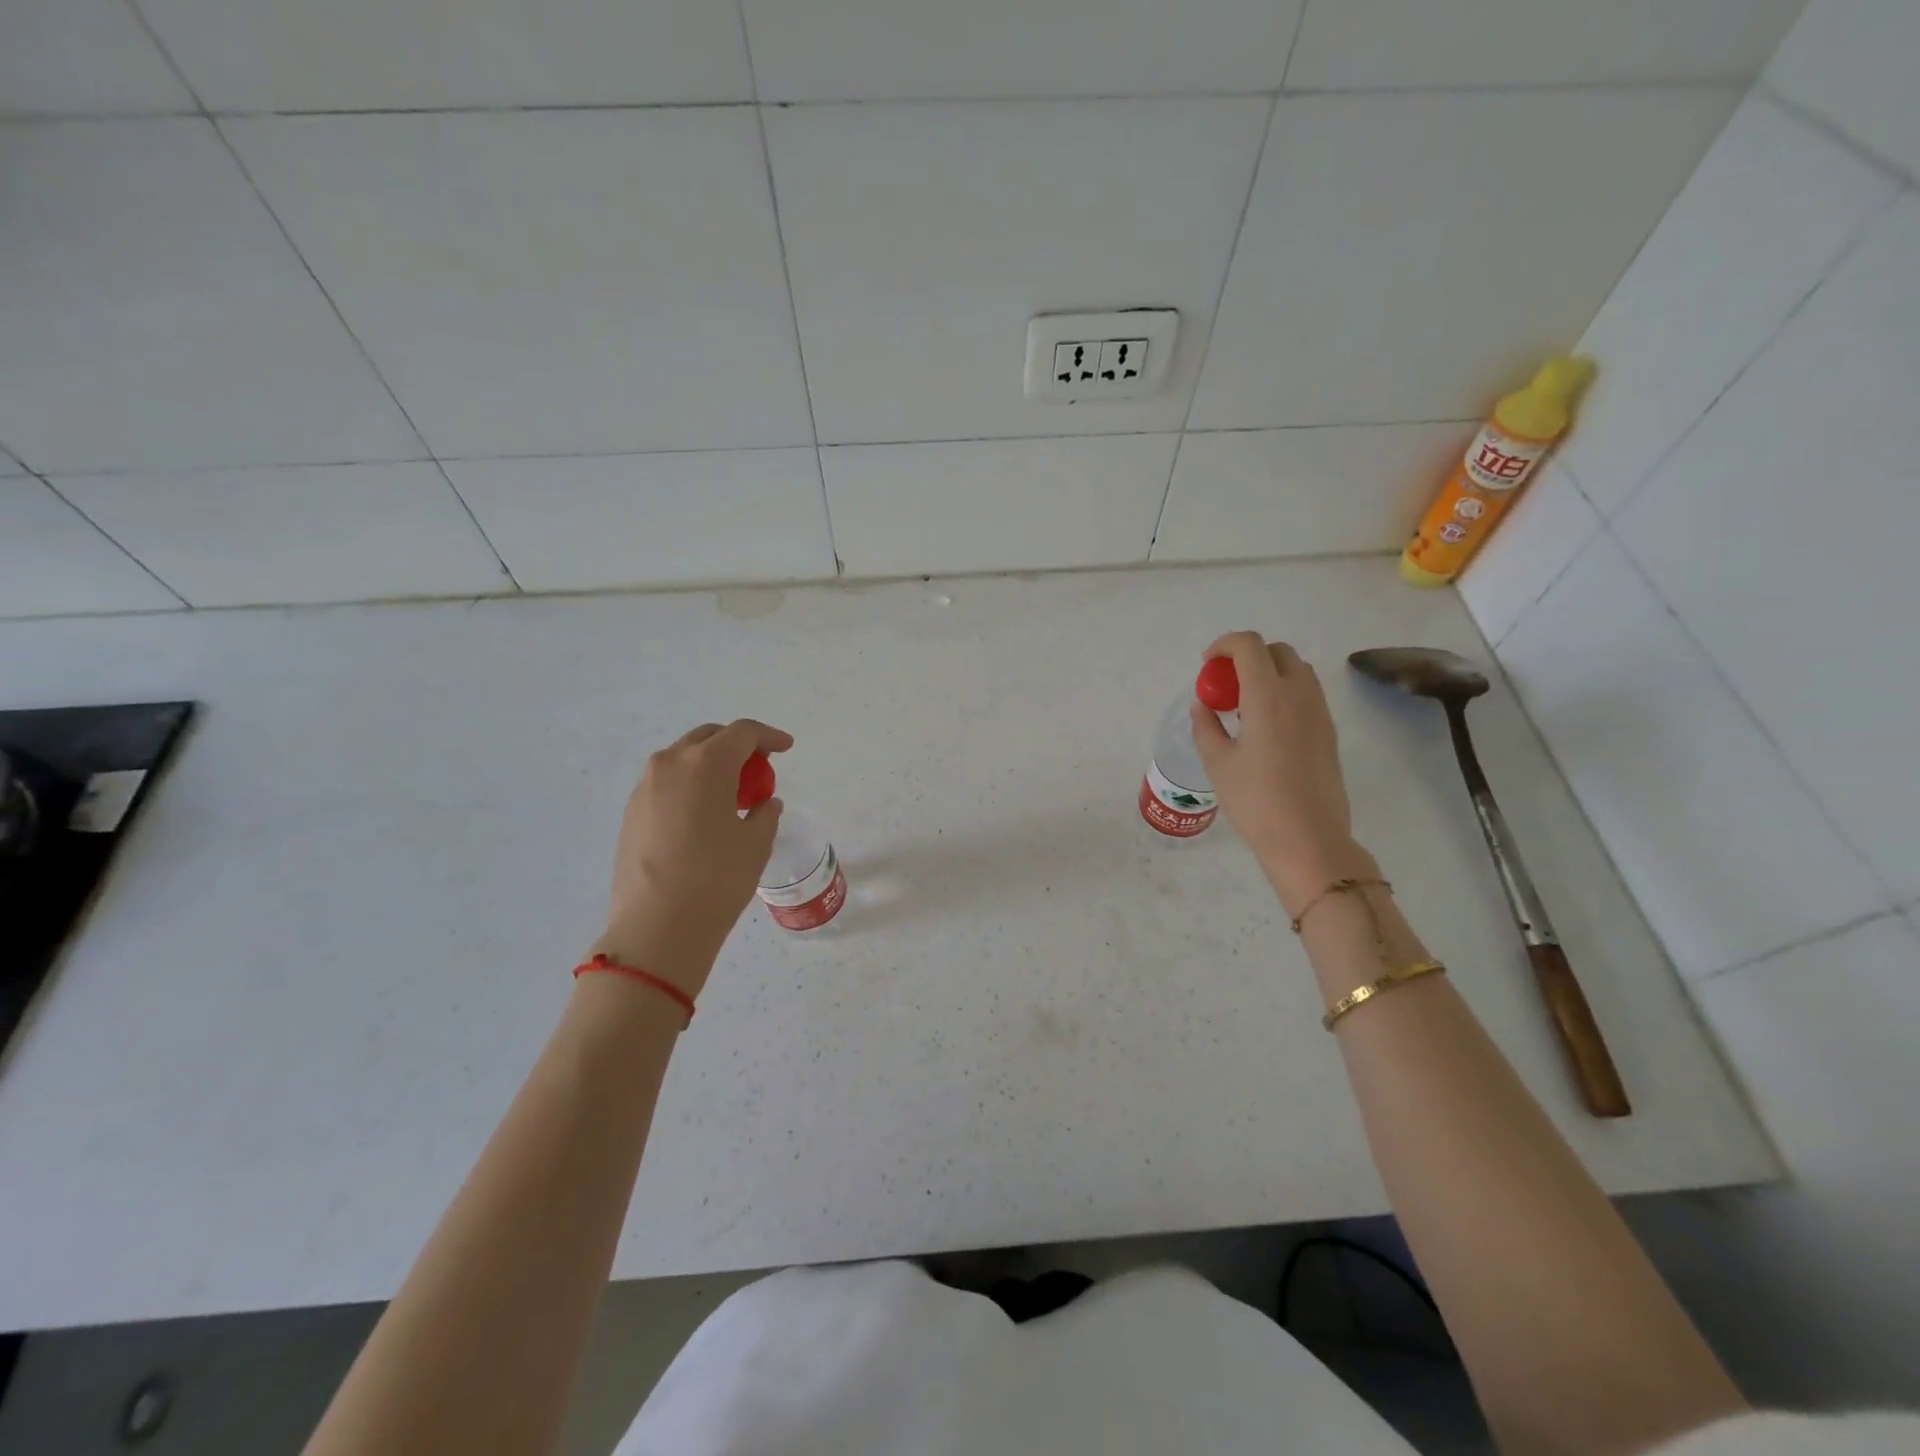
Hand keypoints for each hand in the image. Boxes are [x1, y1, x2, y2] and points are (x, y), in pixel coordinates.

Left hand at [592, 719, 790, 997]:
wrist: (656, 927)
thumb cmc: (716, 879)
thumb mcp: (755, 844)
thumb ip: (765, 814)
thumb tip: (764, 804)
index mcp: (705, 764)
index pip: (742, 733)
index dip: (768, 736)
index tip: (785, 748)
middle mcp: (670, 765)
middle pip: (709, 737)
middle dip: (737, 746)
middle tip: (759, 769)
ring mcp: (644, 788)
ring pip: (684, 759)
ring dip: (711, 765)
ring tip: (732, 795)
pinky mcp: (631, 812)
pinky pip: (667, 783)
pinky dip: (690, 786)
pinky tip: (703, 816)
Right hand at [1189, 633, 1375, 914]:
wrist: (1307, 838)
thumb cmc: (1255, 801)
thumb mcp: (1217, 763)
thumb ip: (1206, 726)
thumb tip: (1203, 706)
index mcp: (1267, 696)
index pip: (1249, 645)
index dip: (1224, 645)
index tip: (1207, 665)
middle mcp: (1298, 694)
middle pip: (1276, 651)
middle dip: (1247, 656)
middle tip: (1225, 685)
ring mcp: (1319, 712)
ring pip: (1296, 670)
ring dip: (1269, 673)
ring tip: (1245, 705)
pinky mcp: (1329, 731)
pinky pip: (1307, 693)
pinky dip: (1284, 692)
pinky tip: (1266, 726)